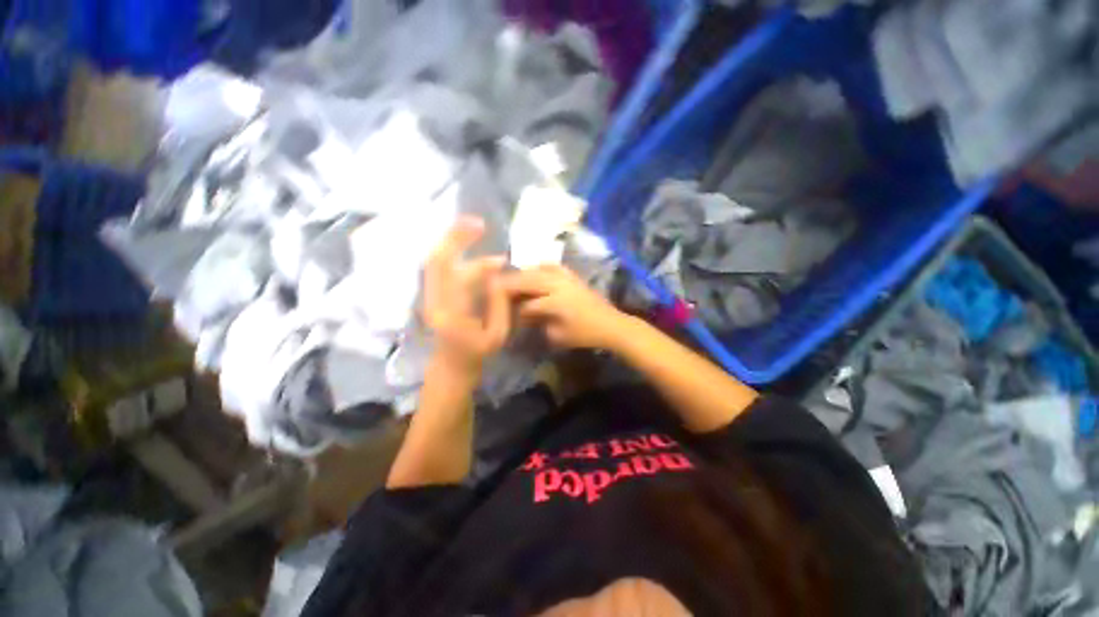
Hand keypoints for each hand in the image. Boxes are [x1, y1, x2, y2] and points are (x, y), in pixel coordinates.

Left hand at [423, 217, 510, 374]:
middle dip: (455, 236)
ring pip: (442, 263)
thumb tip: (499, 277)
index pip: (445, 265)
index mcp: (447, 308)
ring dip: (465, 252)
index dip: (458, 241)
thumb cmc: (476, 355)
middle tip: (479, 224)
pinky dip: (467, 264)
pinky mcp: (437, 297)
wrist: (452, 368)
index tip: (480, 228)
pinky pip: (447, 272)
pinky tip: (488, 267)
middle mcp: (433, 298)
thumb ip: (499, 303)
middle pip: (436, 257)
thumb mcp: (497, 334)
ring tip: (498, 259)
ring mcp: (432, 296)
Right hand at [503, 265, 628, 349]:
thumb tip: (523, 315)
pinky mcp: (572, 275)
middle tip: (496, 289)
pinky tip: (534, 271)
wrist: (611, 324)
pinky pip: (552, 266)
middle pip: (528, 280)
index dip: (514, 310)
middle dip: (510, 285)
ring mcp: (566, 277)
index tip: (503, 314)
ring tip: (512, 281)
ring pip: (538, 270)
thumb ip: (538, 323)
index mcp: (555, 302)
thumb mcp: (558, 335)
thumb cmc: (585, 334)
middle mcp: (558, 284)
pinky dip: (540, 267)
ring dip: (523, 274)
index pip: (527, 303)